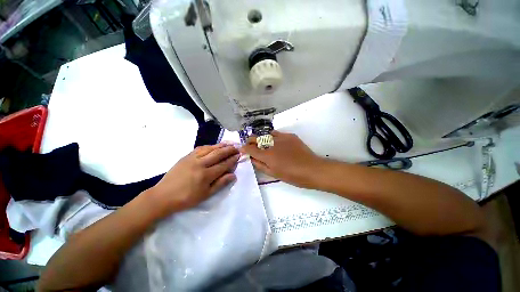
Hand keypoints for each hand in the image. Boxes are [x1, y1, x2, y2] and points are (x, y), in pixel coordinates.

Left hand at [148, 144, 239, 214]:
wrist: (163, 196)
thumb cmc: (186, 198)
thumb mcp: (205, 195)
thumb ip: (220, 183)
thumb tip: (233, 175)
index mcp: (206, 175)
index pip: (223, 165)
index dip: (232, 160)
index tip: (239, 155)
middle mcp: (200, 164)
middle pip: (218, 154)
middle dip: (229, 150)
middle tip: (237, 147)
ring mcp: (192, 158)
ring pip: (210, 149)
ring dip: (221, 145)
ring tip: (229, 144)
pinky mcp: (186, 156)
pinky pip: (200, 148)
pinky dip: (210, 146)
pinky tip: (214, 146)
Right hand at [241, 131, 324, 187]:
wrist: (312, 169)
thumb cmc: (292, 176)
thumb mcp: (273, 174)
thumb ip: (260, 165)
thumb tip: (251, 158)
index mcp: (267, 155)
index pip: (249, 148)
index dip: (244, 148)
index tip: (242, 149)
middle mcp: (272, 144)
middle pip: (255, 138)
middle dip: (250, 141)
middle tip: (251, 146)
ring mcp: (281, 137)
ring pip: (265, 134)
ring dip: (261, 139)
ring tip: (264, 144)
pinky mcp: (289, 135)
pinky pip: (277, 133)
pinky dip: (272, 137)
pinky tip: (276, 143)